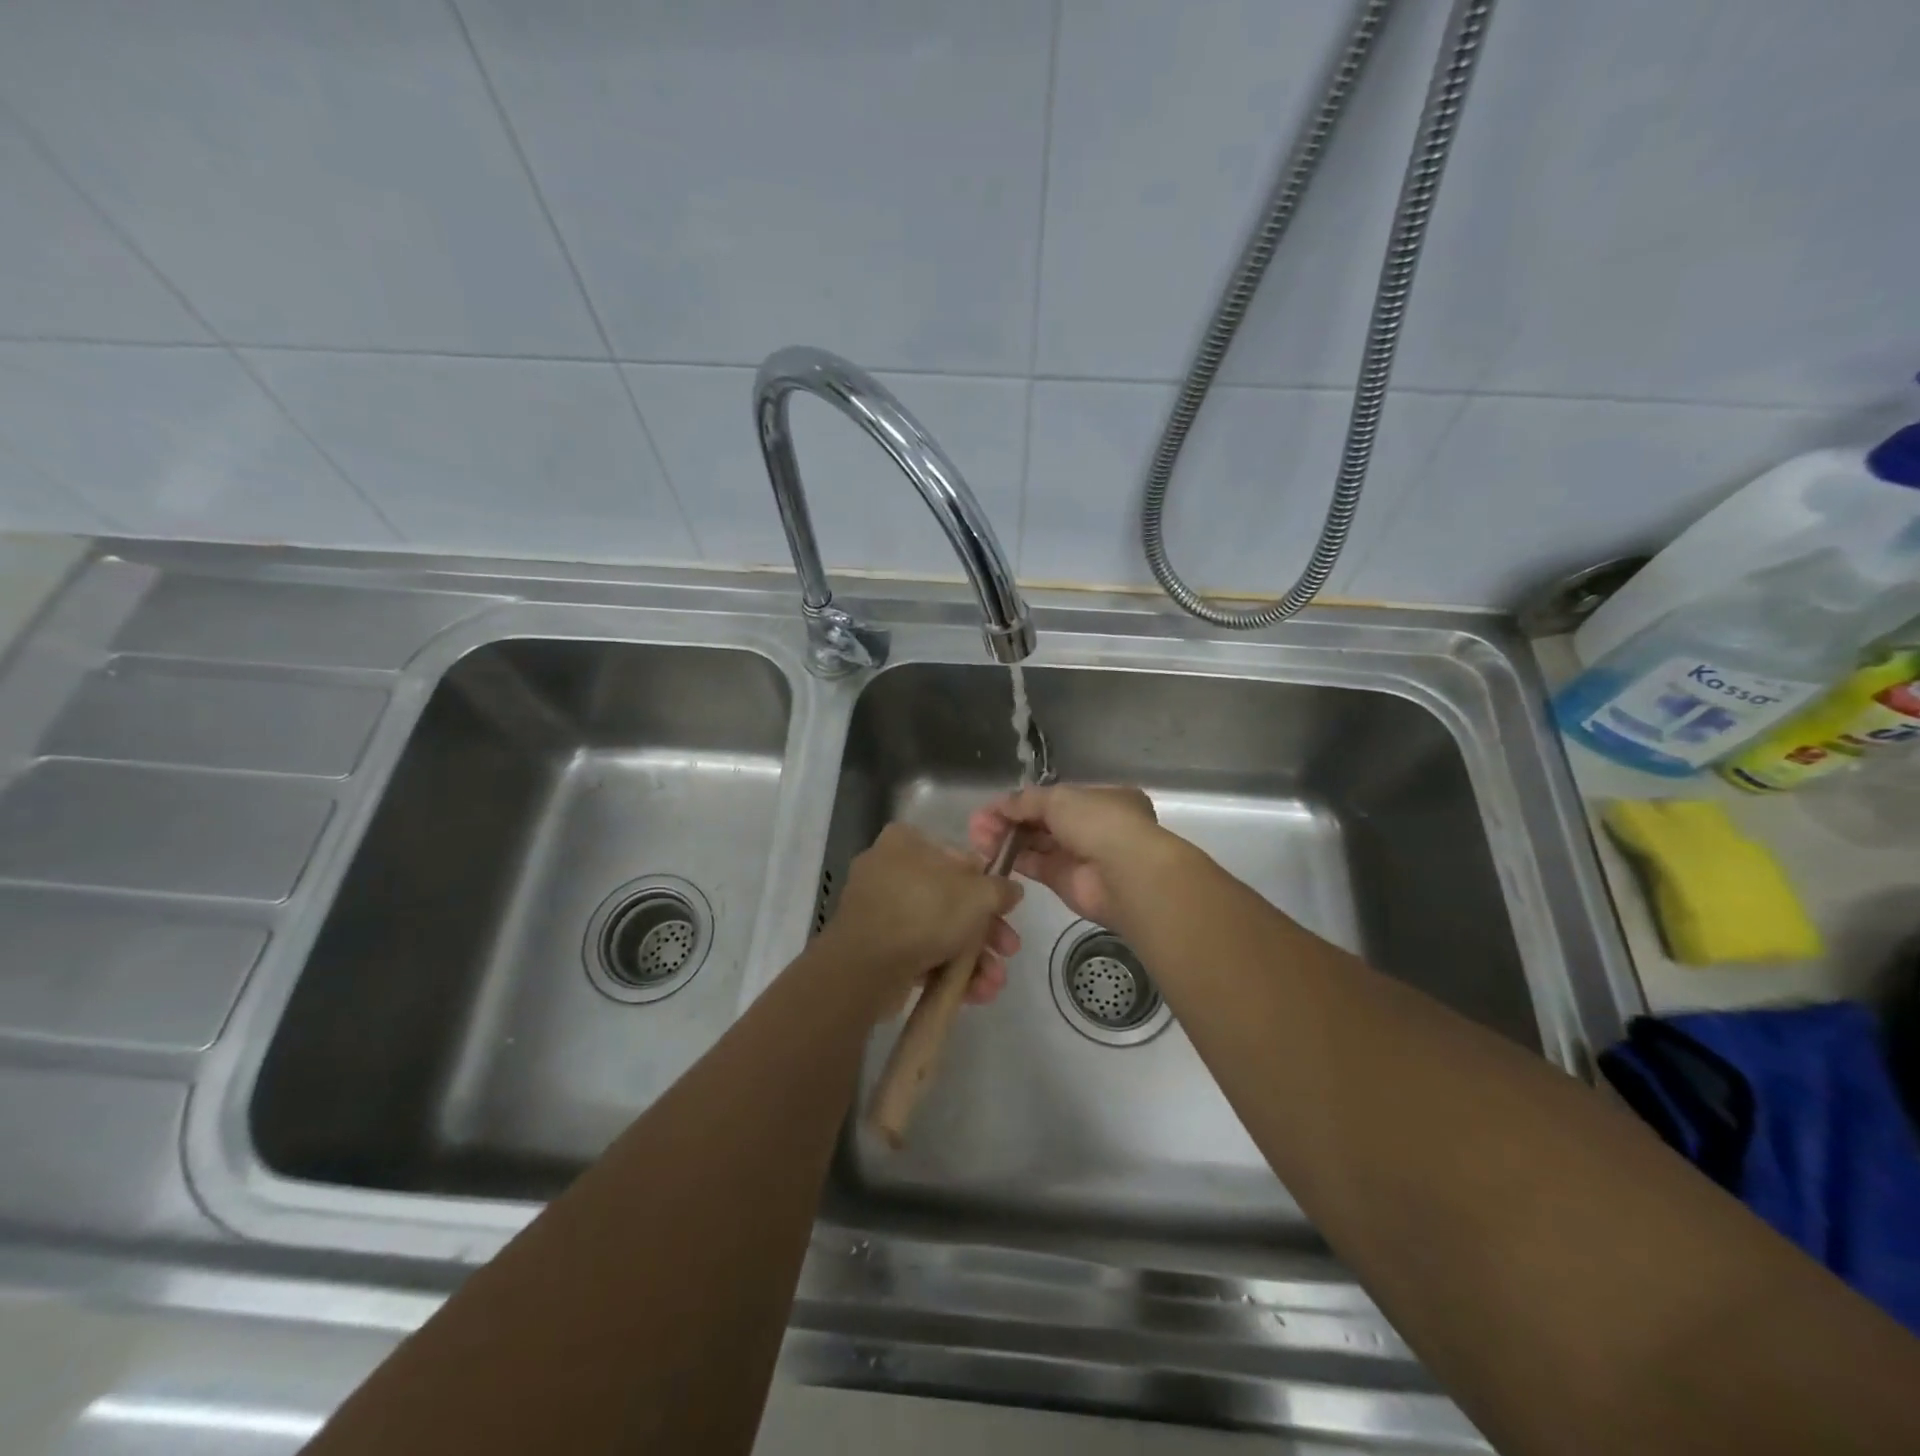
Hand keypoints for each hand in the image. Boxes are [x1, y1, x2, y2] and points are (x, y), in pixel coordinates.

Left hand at [821, 823, 1022, 1010]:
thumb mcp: (978, 894)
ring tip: (993, 984)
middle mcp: (887, 870)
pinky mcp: (874, 948)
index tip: (1006, 910)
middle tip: (1008, 951)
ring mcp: (878, 911)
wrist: (866, 967)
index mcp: (905, 842)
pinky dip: (946, 970)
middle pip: (951, 899)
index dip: (987, 885)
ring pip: (938, 930)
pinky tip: (974, 993)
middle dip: (985, 931)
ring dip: (972, 957)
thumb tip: (1011, 891)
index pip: (957, 857)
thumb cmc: (924, 912)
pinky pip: (919, 953)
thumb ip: (1000, 889)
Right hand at [968, 785, 1166, 928]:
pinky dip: (1015, 859)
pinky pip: (1037, 866)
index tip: (993, 806)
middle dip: (1010, 820)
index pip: (1056, 797)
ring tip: (976, 837)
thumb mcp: (1059, 798)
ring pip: (1037, 844)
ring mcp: (1081, 856)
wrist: (1125, 875)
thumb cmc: (1099, 822)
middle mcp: (1093, 826)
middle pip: (1043, 821)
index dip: (1023, 800)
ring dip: (1008, 839)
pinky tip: (990, 853)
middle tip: (977, 824)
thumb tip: (1000, 805)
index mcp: (1101, 798)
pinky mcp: (1067, 883)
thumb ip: (1026, 801)